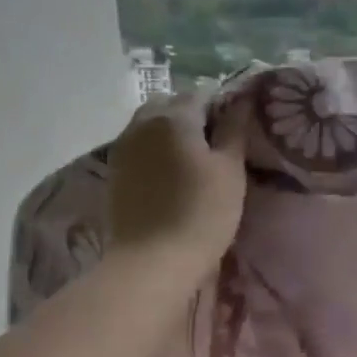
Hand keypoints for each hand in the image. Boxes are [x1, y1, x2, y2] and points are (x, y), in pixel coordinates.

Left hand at [106, 95, 246, 275]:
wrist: (152, 262)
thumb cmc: (202, 213)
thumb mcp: (231, 170)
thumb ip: (234, 129)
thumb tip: (242, 99)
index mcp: (173, 116)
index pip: (203, 94)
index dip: (222, 108)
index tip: (236, 133)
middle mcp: (142, 123)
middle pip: (170, 106)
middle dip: (192, 117)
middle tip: (215, 147)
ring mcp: (123, 148)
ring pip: (151, 126)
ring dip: (172, 134)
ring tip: (193, 163)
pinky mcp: (114, 173)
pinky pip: (139, 148)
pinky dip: (155, 153)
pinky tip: (171, 177)